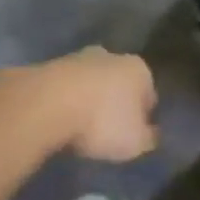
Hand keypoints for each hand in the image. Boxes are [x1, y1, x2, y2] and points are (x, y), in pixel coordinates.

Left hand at [0, 47, 158, 162]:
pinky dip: (65, 101)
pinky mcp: (49, 66)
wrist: (46, 104)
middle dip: (116, 102)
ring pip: (91, 82)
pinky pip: (65, 88)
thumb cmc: (102, 122)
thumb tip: (152, 134)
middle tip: (108, 130)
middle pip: (119, 82)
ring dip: (89, 100)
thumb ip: (148, 138)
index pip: (149, 93)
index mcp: (139, 69)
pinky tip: (60, 121)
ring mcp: (78, 58)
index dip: (144, 116)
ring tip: (80, 128)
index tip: (135, 134)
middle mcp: (112, 56)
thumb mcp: (135, 142)